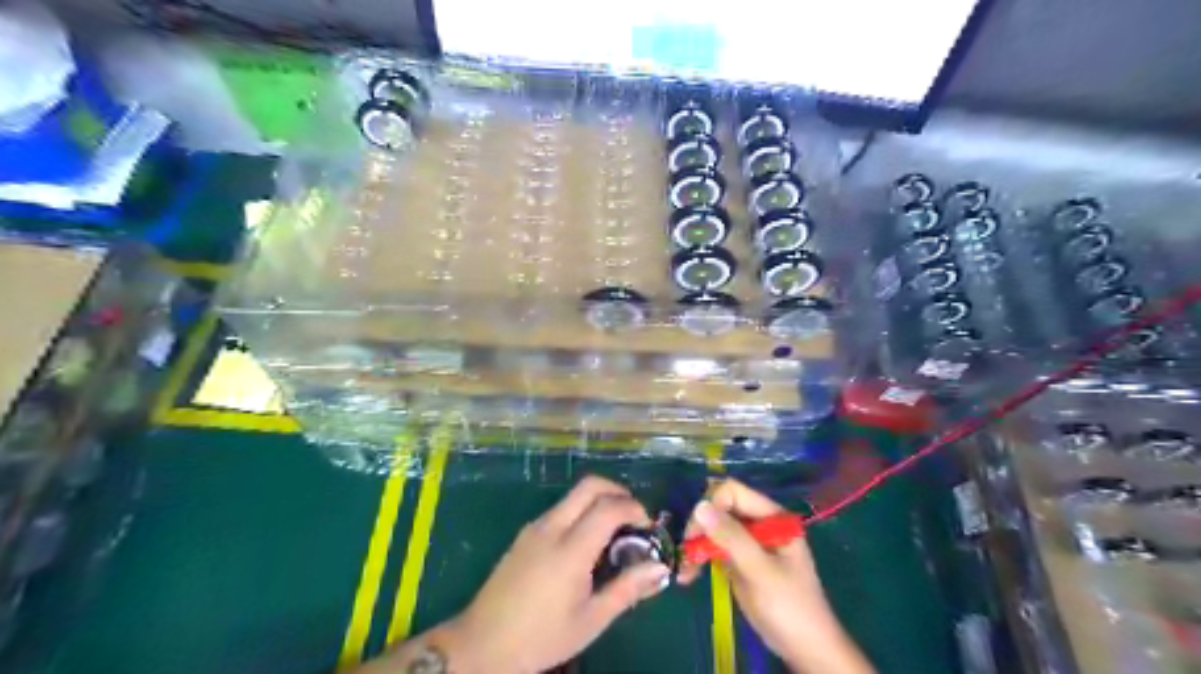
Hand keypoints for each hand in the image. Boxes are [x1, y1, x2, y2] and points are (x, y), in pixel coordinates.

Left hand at [446, 477, 671, 669]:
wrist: (481, 645)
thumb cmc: (541, 638)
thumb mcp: (590, 620)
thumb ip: (627, 590)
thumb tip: (660, 569)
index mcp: (569, 549)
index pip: (608, 507)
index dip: (634, 508)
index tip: (647, 525)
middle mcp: (551, 528)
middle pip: (589, 486)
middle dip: (618, 491)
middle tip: (634, 516)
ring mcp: (534, 528)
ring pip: (573, 495)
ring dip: (599, 501)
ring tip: (614, 532)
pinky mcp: (524, 534)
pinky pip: (560, 509)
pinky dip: (581, 511)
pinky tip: (586, 543)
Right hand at [680, 480, 868, 673]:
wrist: (806, 650)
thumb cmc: (790, 608)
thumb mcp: (761, 571)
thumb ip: (732, 538)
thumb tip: (699, 506)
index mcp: (772, 517)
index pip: (733, 492)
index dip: (712, 506)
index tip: (697, 533)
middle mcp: (759, 523)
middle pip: (720, 507)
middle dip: (700, 526)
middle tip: (687, 553)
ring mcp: (749, 542)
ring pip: (713, 528)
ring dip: (696, 545)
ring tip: (684, 570)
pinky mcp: (739, 560)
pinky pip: (713, 548)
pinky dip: (699, 559)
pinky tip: (688, 576)